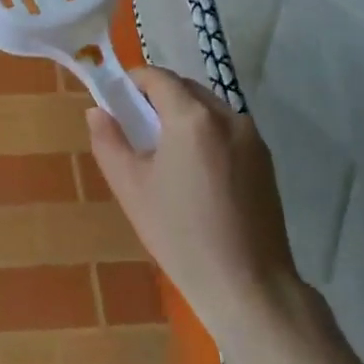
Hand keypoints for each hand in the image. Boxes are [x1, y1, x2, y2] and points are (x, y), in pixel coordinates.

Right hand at [87, 67, 298, 334]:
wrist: (249, 286)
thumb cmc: (181, 234)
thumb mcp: (130, 187)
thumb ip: (108, 141)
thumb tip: (97, 111)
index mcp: (192, 117)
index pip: (158, 77)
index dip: (133, 81)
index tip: (116, 100)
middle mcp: (227, 116)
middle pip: (185, 88)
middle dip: (158, 97)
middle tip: (136, 127)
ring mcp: (251, 137)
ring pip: (208, 107)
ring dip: (184, 114)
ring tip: (166, 152)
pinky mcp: (266, 160)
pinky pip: (227, 129)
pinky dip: (206, 133)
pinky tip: (196, 171)